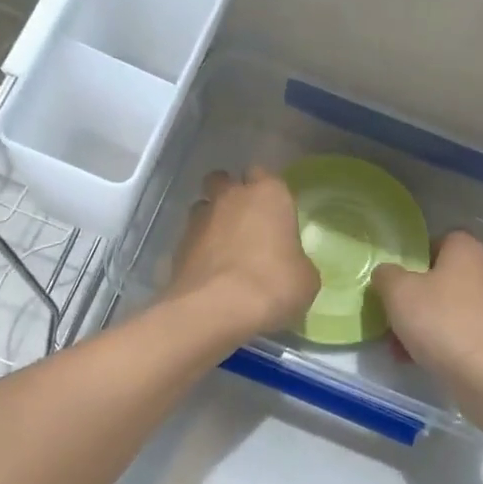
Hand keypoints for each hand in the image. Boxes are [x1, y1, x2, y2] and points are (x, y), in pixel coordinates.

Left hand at [168, 166, 319, 340]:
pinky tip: (209, 272)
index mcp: (269, 195)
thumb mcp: (305, 279)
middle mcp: (231, 197)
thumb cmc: (273, 285)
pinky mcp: (177, 245)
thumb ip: (297, 262)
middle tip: (245, 222)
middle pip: (225, 180)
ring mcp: (199, 219)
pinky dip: (198, 249)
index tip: (274, 212)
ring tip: (223, 249)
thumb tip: (291, 266)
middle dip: (231, 194)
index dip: (268, 192)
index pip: (266, 174)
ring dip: (211, 220)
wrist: (216, 309)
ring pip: (204, 206)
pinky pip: (190, 238)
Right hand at [372, 232, 482, 401]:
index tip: (395, 281)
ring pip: (447, 307)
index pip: (437, 241)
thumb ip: (386, 275)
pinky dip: (440, 341)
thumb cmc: (441, 322)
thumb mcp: (398, 292)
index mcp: (467, 250)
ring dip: (422, 323)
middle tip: (392, 315)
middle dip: (413, 297)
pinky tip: (417, 359)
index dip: (413, 258)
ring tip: (398, 346)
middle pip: (440, 277)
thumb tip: (387, 274)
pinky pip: (460, 330)